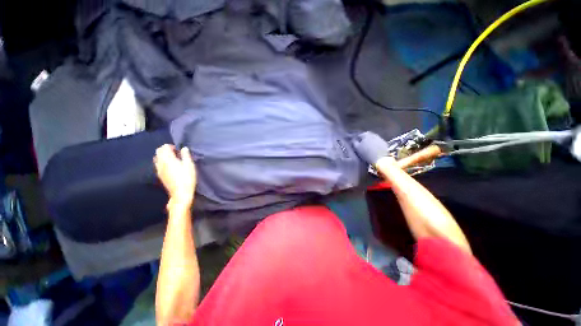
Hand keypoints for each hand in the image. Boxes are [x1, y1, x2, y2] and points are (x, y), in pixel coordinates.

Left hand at [154, 144, 196, 206]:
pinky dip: (162, 162)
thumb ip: (186, 155)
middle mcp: (161, 163)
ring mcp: (159, 169)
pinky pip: (158, 164)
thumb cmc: (187, 178)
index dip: (171, 146)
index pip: (164, 147)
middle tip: (175, 153)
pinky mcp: (159, 175)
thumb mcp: (190, 165)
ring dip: (163, 155)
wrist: (180, 193)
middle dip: (166, 150)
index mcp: (168, 159)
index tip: (178, 150)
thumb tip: (184, 148)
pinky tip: (170, 166)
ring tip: (173, 159)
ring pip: (157, 158)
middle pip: (158, 151)